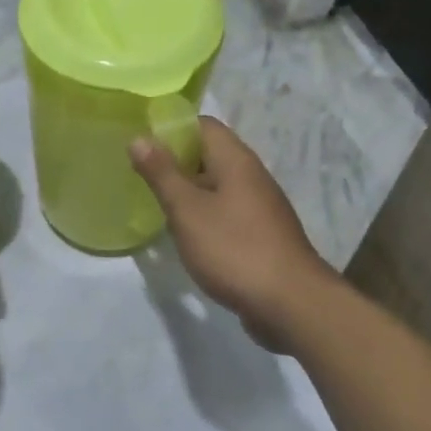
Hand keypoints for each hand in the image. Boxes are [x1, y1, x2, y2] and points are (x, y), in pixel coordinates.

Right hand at [130, 118, 337, 348]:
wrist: (292, 305)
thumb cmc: (234, 248)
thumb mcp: (187, 209)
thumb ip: (161, 173)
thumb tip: (139, 138)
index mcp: (235, 160)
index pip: (202, 124)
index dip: (171, 127)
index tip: (142, 142)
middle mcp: (251, 176)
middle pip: (209, 153)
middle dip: (175, 160)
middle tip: (140, 173)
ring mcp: (259, 207)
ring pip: (217, 185)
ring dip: (188, 190)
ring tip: (156, 202)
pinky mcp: (261, 235)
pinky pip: (226, 212)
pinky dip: (204, 215)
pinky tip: (185, 233)